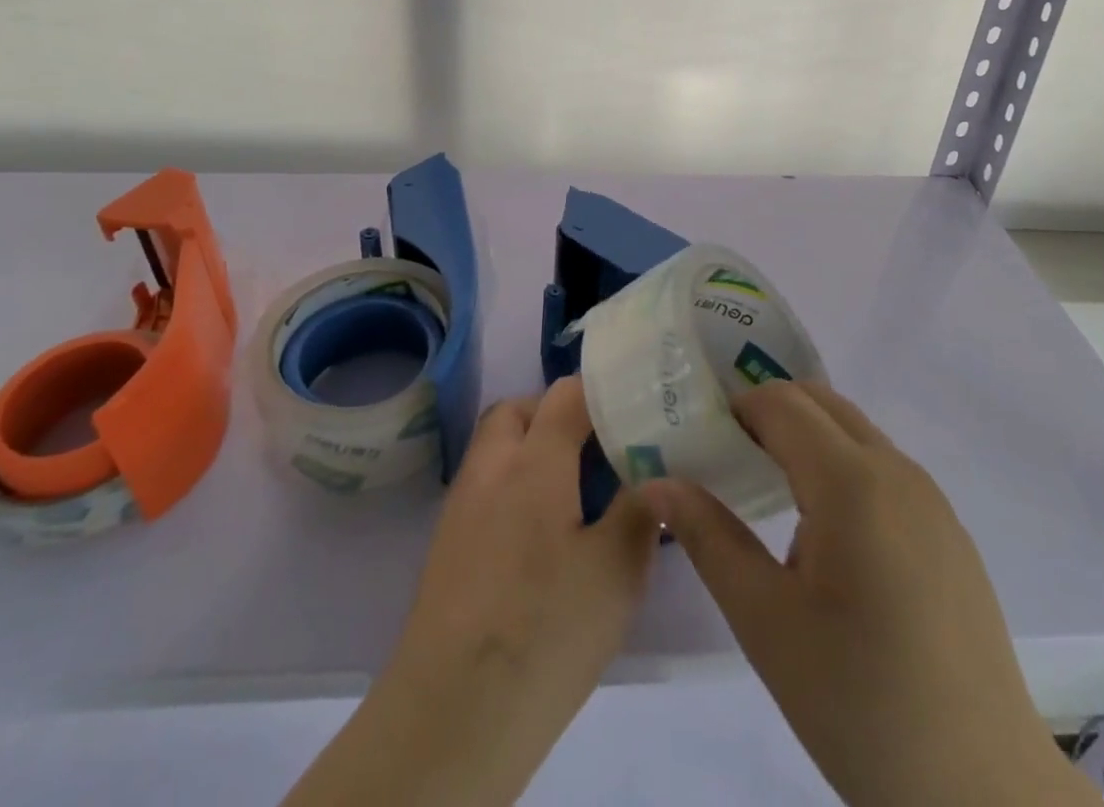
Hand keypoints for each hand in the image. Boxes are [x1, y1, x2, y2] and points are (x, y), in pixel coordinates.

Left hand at [281, 376, 658, 806]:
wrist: (453, 711)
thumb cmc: (545, 630)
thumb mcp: (617, 572)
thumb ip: (640, 511)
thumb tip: (655, 478)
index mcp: (533, 461)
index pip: (565, 394)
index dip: (601, 392)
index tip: (634, 410)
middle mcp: (490, 467)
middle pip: (519, 410)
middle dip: (557, 414)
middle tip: (598, 450)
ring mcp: (461, 504)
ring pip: (496, 447)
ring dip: (532, 448)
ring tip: (575, 493)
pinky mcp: (447, 543)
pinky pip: (485, 485)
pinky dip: (513, 485)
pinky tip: (541, 535)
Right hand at [640, 381, 1098, 806]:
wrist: (983, 794)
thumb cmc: (859, 703)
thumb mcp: (764, 620)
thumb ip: (706, 537)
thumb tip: (657, 483)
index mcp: (851, 482)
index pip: (780, 403)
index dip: (736, 409)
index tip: (703, 442)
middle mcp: (897, 470)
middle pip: (820, 401)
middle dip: (769, 412)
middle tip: (729, 457)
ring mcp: (932, 499)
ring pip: (854, 431)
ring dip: (806, 438)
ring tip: (771, 495)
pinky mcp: (950, 532)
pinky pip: (883, 467)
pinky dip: (842, 467)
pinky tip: (828, 540)